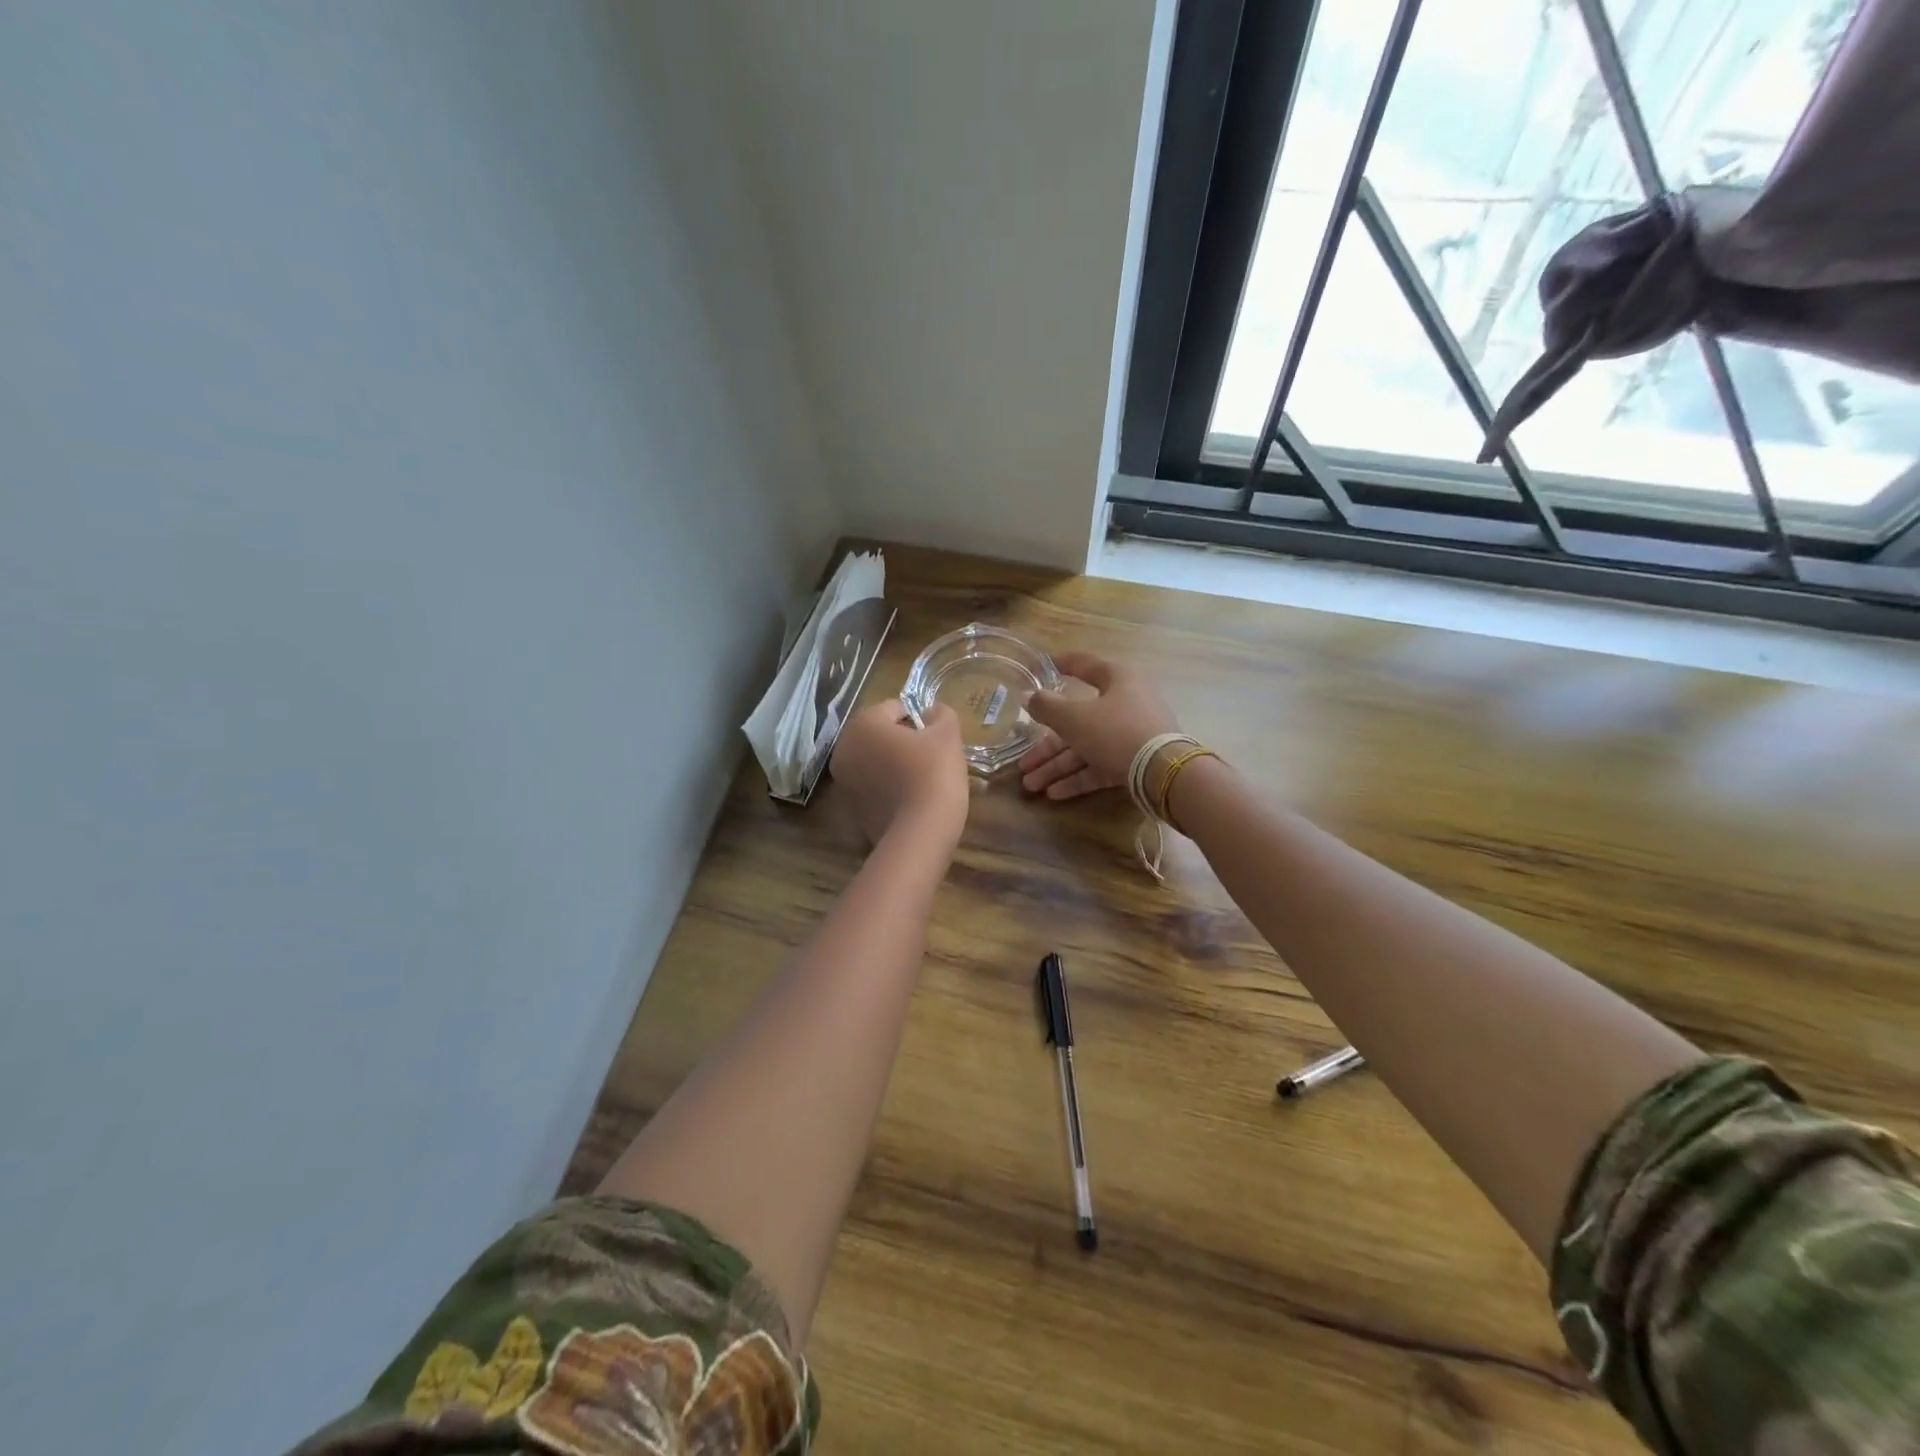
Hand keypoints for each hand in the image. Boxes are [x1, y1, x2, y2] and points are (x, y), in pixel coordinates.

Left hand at [831, 700, 969, 845]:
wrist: (921, 833)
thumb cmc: (933, 773)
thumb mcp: (948, 734)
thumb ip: (941, 714)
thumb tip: (932, 712)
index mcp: (862, 724)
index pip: (894, 708)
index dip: (919, 719)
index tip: (936, 738)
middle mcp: (843, 750)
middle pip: (880, 735)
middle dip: (904, 742)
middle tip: (931, 757)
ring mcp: (843, 783)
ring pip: (875, 762)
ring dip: (895, 765)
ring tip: (923, 780)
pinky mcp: (851, 810)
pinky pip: (873, 788)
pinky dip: (889, 789)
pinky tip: (911, 800)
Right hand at [1019, 652, 1180, 800]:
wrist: (1164, 772)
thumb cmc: (1116, 731)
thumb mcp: (1074, 718)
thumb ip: (1047, 707)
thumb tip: (1028, 697)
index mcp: (1116, 678)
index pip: (1083, 665)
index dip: (1059, 665)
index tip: (1038, 668)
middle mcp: (1125, 702)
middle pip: (1077, 720)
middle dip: (1046, 746)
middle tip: (1022, 762)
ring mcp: (1131, 733)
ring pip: (1086, 747)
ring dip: (1057, 766)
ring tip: (1030, 785)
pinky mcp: (1135, 760)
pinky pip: (1100, 765)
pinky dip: (1078, 777)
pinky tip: (1054, 794)